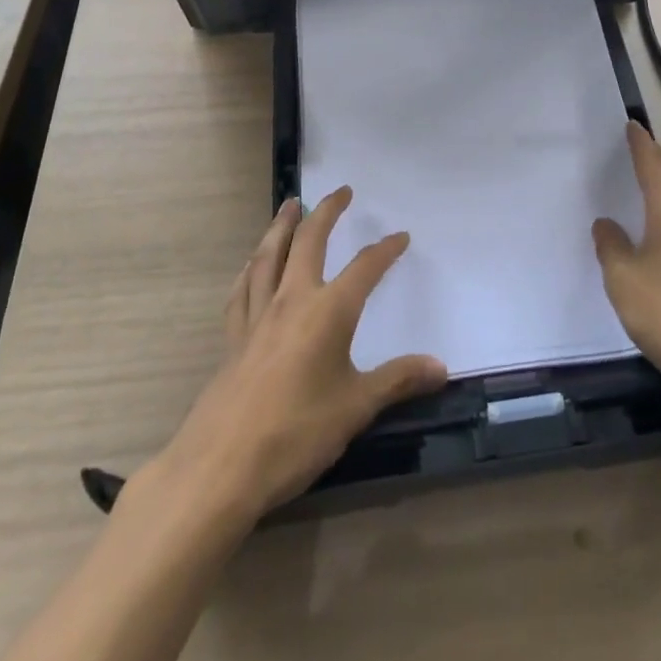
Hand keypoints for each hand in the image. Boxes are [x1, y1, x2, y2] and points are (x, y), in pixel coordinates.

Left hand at [139, 188, 446, 520]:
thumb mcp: (356, 409)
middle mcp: (291, 301)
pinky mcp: (233, 339)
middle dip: (327, 212)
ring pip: (269, 255)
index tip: (401, 237)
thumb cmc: (296, 434)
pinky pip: (242, 289)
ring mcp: (257, 317)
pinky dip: (251, 268)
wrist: (220, 468)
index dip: (385, 250)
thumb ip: (397, 381)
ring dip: (282, 226)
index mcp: (328, 311)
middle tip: (341, 191)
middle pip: (309, 242)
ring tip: (290, 205)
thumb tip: (440, 367)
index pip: (364, 268)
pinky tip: (251, 264)